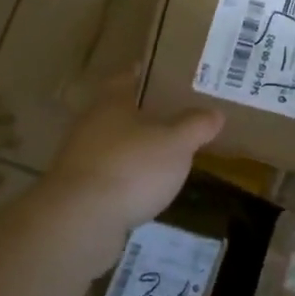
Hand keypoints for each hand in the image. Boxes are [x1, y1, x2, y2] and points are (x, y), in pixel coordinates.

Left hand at [35, 73, 223, 272]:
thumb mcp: (176, 143)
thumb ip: (196, 126)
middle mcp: (90, 125)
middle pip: (118, 112)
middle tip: (175, 115)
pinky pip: (109, 176)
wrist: (80, 222)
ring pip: (113, 145)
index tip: (163, 73)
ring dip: (134, 149)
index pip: (126, 78)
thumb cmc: (131, 168)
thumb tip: (215, 113)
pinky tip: (146, 189)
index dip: (144, 74)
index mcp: (111, 103)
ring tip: (165, 154)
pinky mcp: (78, 193)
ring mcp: (80, 160)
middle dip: (143, 114)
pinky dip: (126, 179)